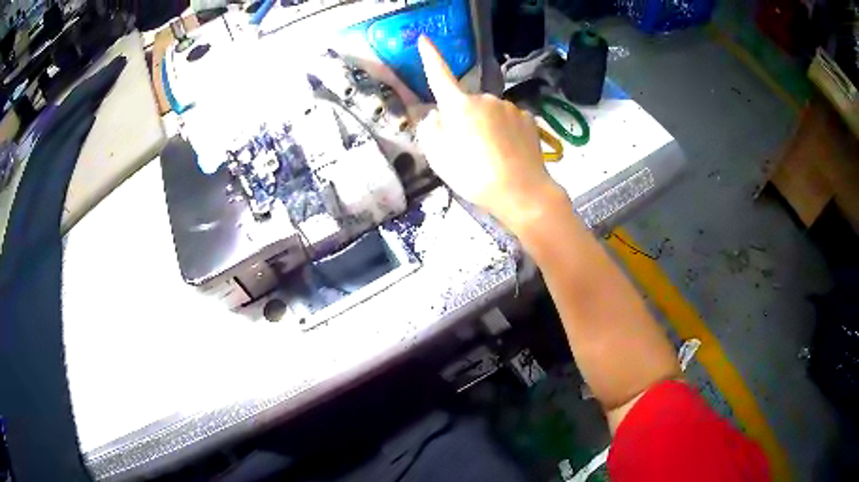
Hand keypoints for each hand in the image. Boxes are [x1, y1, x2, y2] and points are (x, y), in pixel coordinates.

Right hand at [416, 36, 563, 231]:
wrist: (523, 192)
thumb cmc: (475, 176)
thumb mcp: (440, 158)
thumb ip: (431, 130)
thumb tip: (438, 116)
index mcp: (459, 106)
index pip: (440, 76)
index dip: (430, 57)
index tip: (424, 39)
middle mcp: (485, 98)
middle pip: (467, 104)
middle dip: (465, 120)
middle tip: (469, 151)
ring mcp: (510, 107)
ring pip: (490, 113)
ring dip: (487, 127)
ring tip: (492, 156)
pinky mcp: (528, 118)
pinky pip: (509, 120)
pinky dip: (506, 132)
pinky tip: (510, 152)